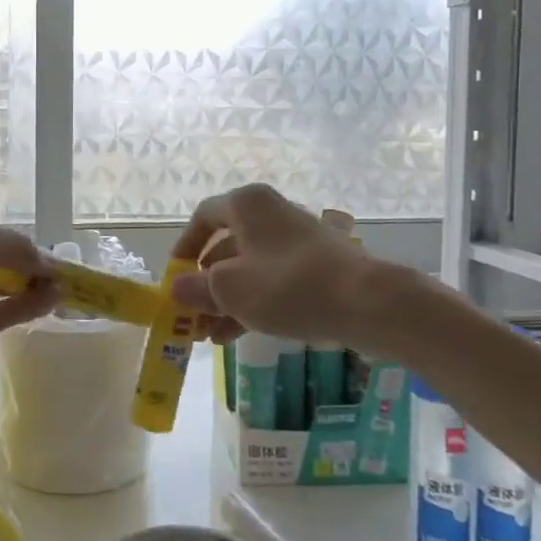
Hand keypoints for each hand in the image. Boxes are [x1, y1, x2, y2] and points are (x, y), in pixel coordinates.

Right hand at [166, 184, 378, 343]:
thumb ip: (196, 288)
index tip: (174, 278)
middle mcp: (271, 213)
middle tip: (192, 314)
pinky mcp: (316, 264)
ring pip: (249, 267)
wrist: (366, 302)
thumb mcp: (229, 290)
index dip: (184, 248)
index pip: (203, 217)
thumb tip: (176, 288)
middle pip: (226, 245)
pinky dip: (252, 302)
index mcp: (247, 205)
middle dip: (205, 283)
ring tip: (210, 335)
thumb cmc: (287, 286)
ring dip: (226, 299)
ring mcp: (296, 239)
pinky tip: (236, 335)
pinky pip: (273, 279)